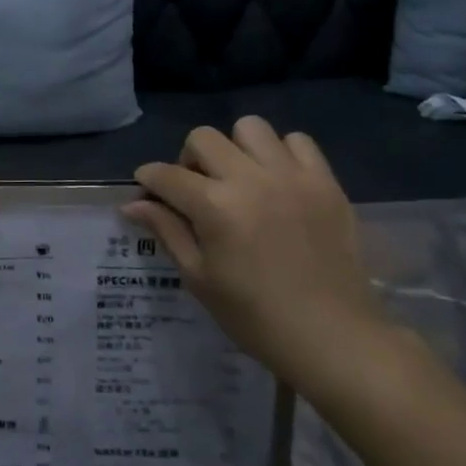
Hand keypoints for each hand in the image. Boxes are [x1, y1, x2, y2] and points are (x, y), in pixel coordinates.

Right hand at [126, 119, 389, 402]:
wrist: (332, 337)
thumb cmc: (255, 316)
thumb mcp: (199, 278)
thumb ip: (167, 231)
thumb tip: (132, 205)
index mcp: (215, 207)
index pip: (166, 175)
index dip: (148, 179)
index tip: (147, 190)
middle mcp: (251, 179)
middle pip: (203, 138)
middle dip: (188, 160)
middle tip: (196, 190)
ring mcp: (292, 176)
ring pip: (250, 128)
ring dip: (235, 149)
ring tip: (241, 179)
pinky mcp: (326, 182)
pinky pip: (298, 141)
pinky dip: (281, 153)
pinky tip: (278, 181)